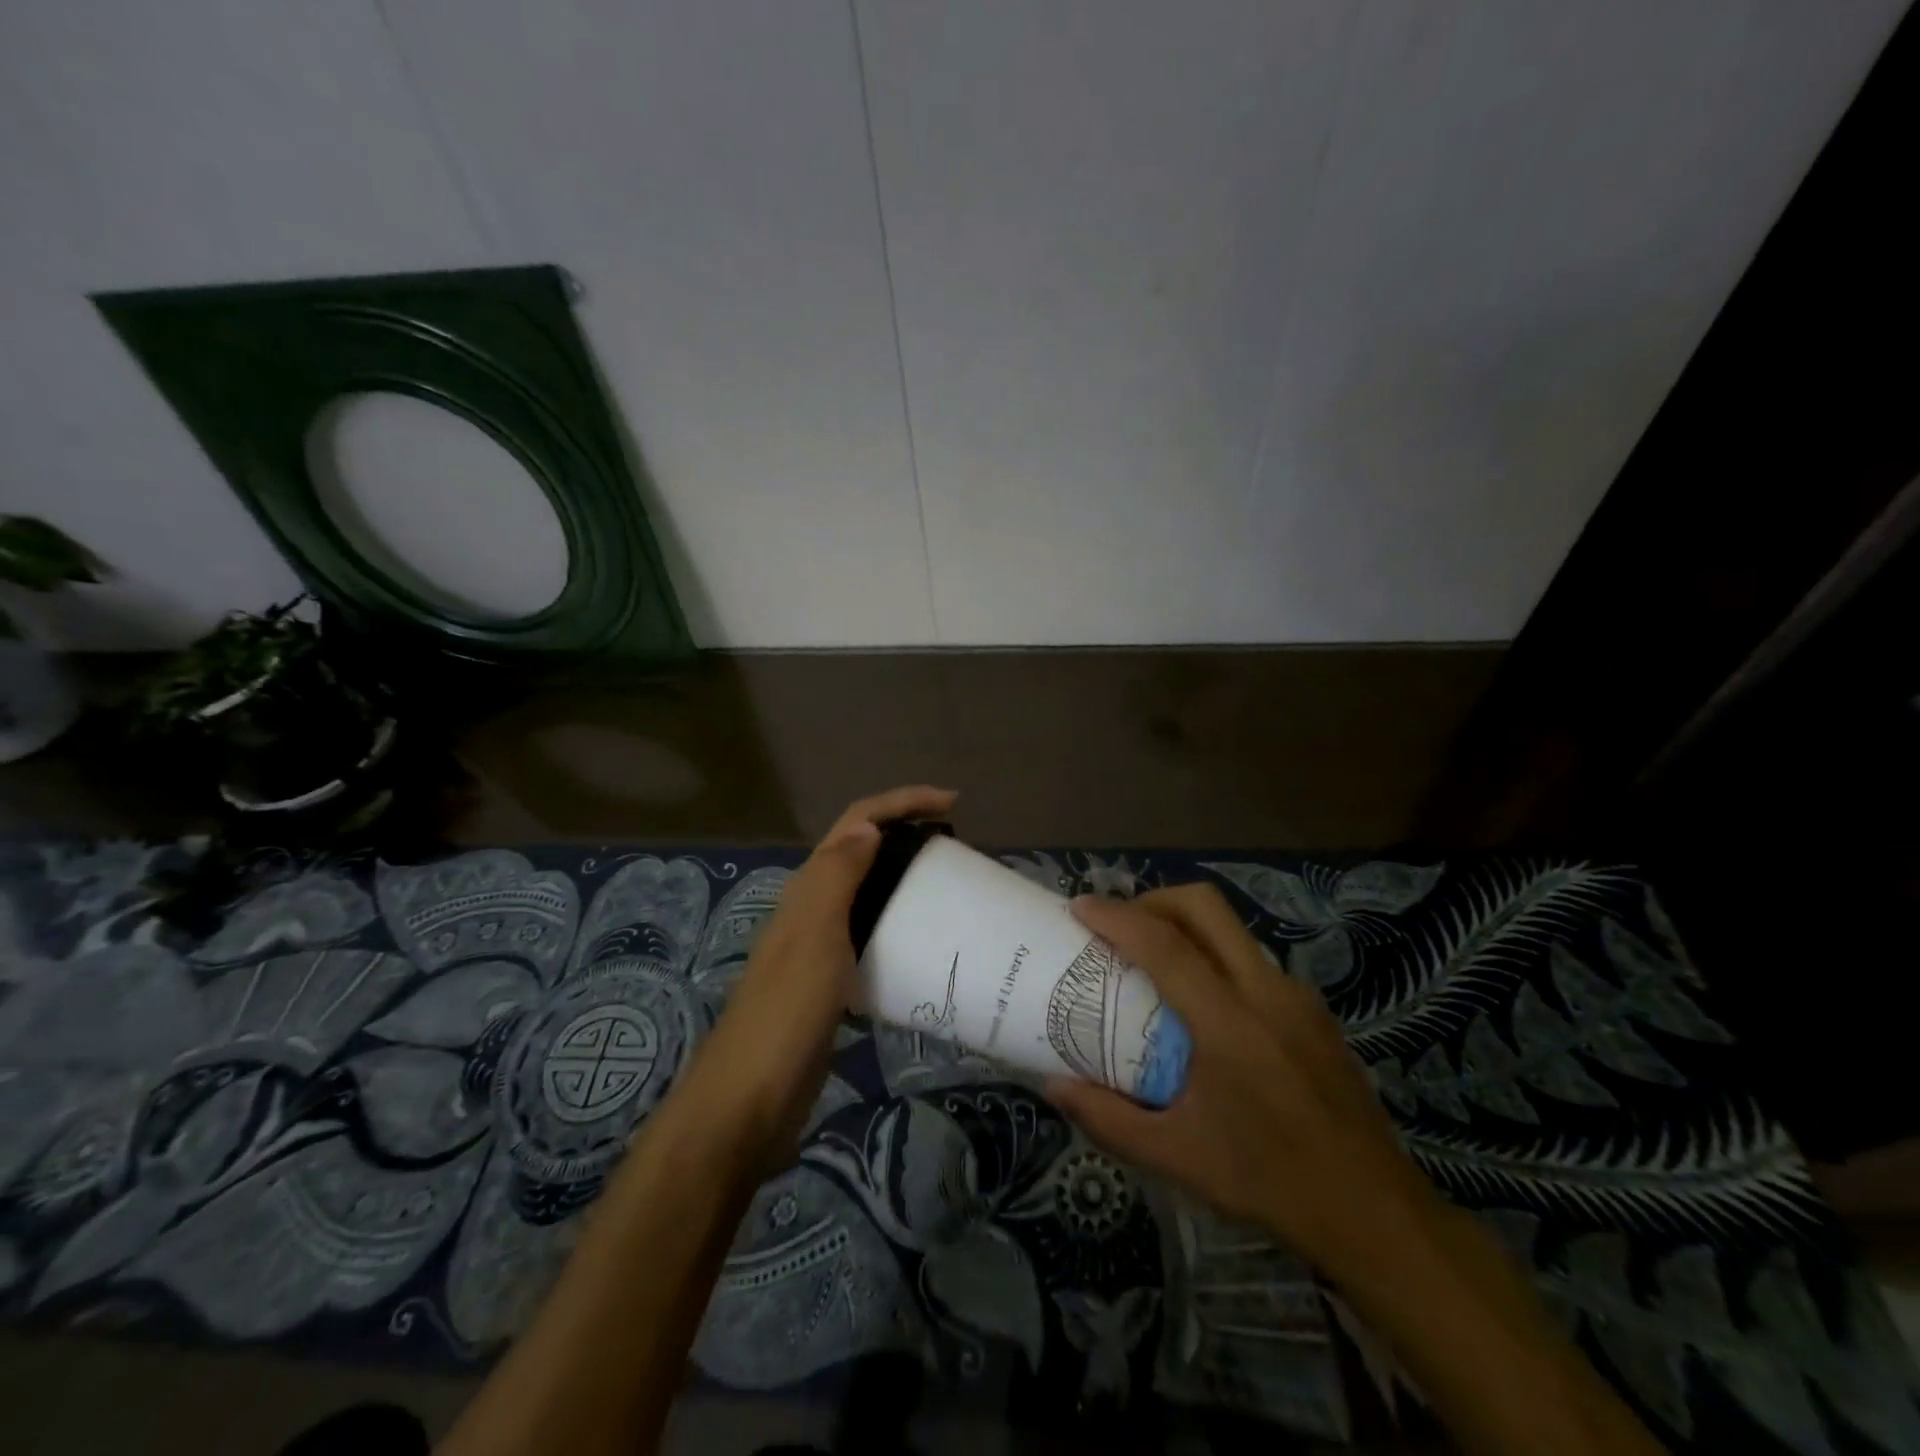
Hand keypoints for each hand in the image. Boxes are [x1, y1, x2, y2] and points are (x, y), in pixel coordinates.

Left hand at [681, 785, 957, 1161]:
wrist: (749, 1102)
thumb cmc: (786, 1013)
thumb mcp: (814, 936)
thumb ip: (837, 877)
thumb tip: (869, 825)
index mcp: (808, 889)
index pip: (856, 822)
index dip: (901, 802)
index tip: (952, 803)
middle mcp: (812, 908)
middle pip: (861, 851)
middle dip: (905, 834)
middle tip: (955, 849)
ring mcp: (820, 947)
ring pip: (866, 894)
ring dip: (902, 878)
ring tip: (948, 888)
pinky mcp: (831, 983)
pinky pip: (870, 937)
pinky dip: (898, 925)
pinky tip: (924, 946)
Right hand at [1045, 885, 1444, 1290]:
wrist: (1374, 1212)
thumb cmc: (1268, 1182)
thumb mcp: (1176, 1157)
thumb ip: (1107, 1118)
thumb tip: (1052, 1086)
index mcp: (1229, 1024)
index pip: (1164, 946)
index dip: (1116, 917)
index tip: (1079, 906)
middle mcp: (1266, 992)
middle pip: (1205, 907)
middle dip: (1154, 900)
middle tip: (1119, 924)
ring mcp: (1296, 996)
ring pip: (1232, 927)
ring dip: (1185, 923)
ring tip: (1152, 958)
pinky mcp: (1313, 1009)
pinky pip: (1251, 958)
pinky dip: (1214, 954)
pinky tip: (1202, 1002)